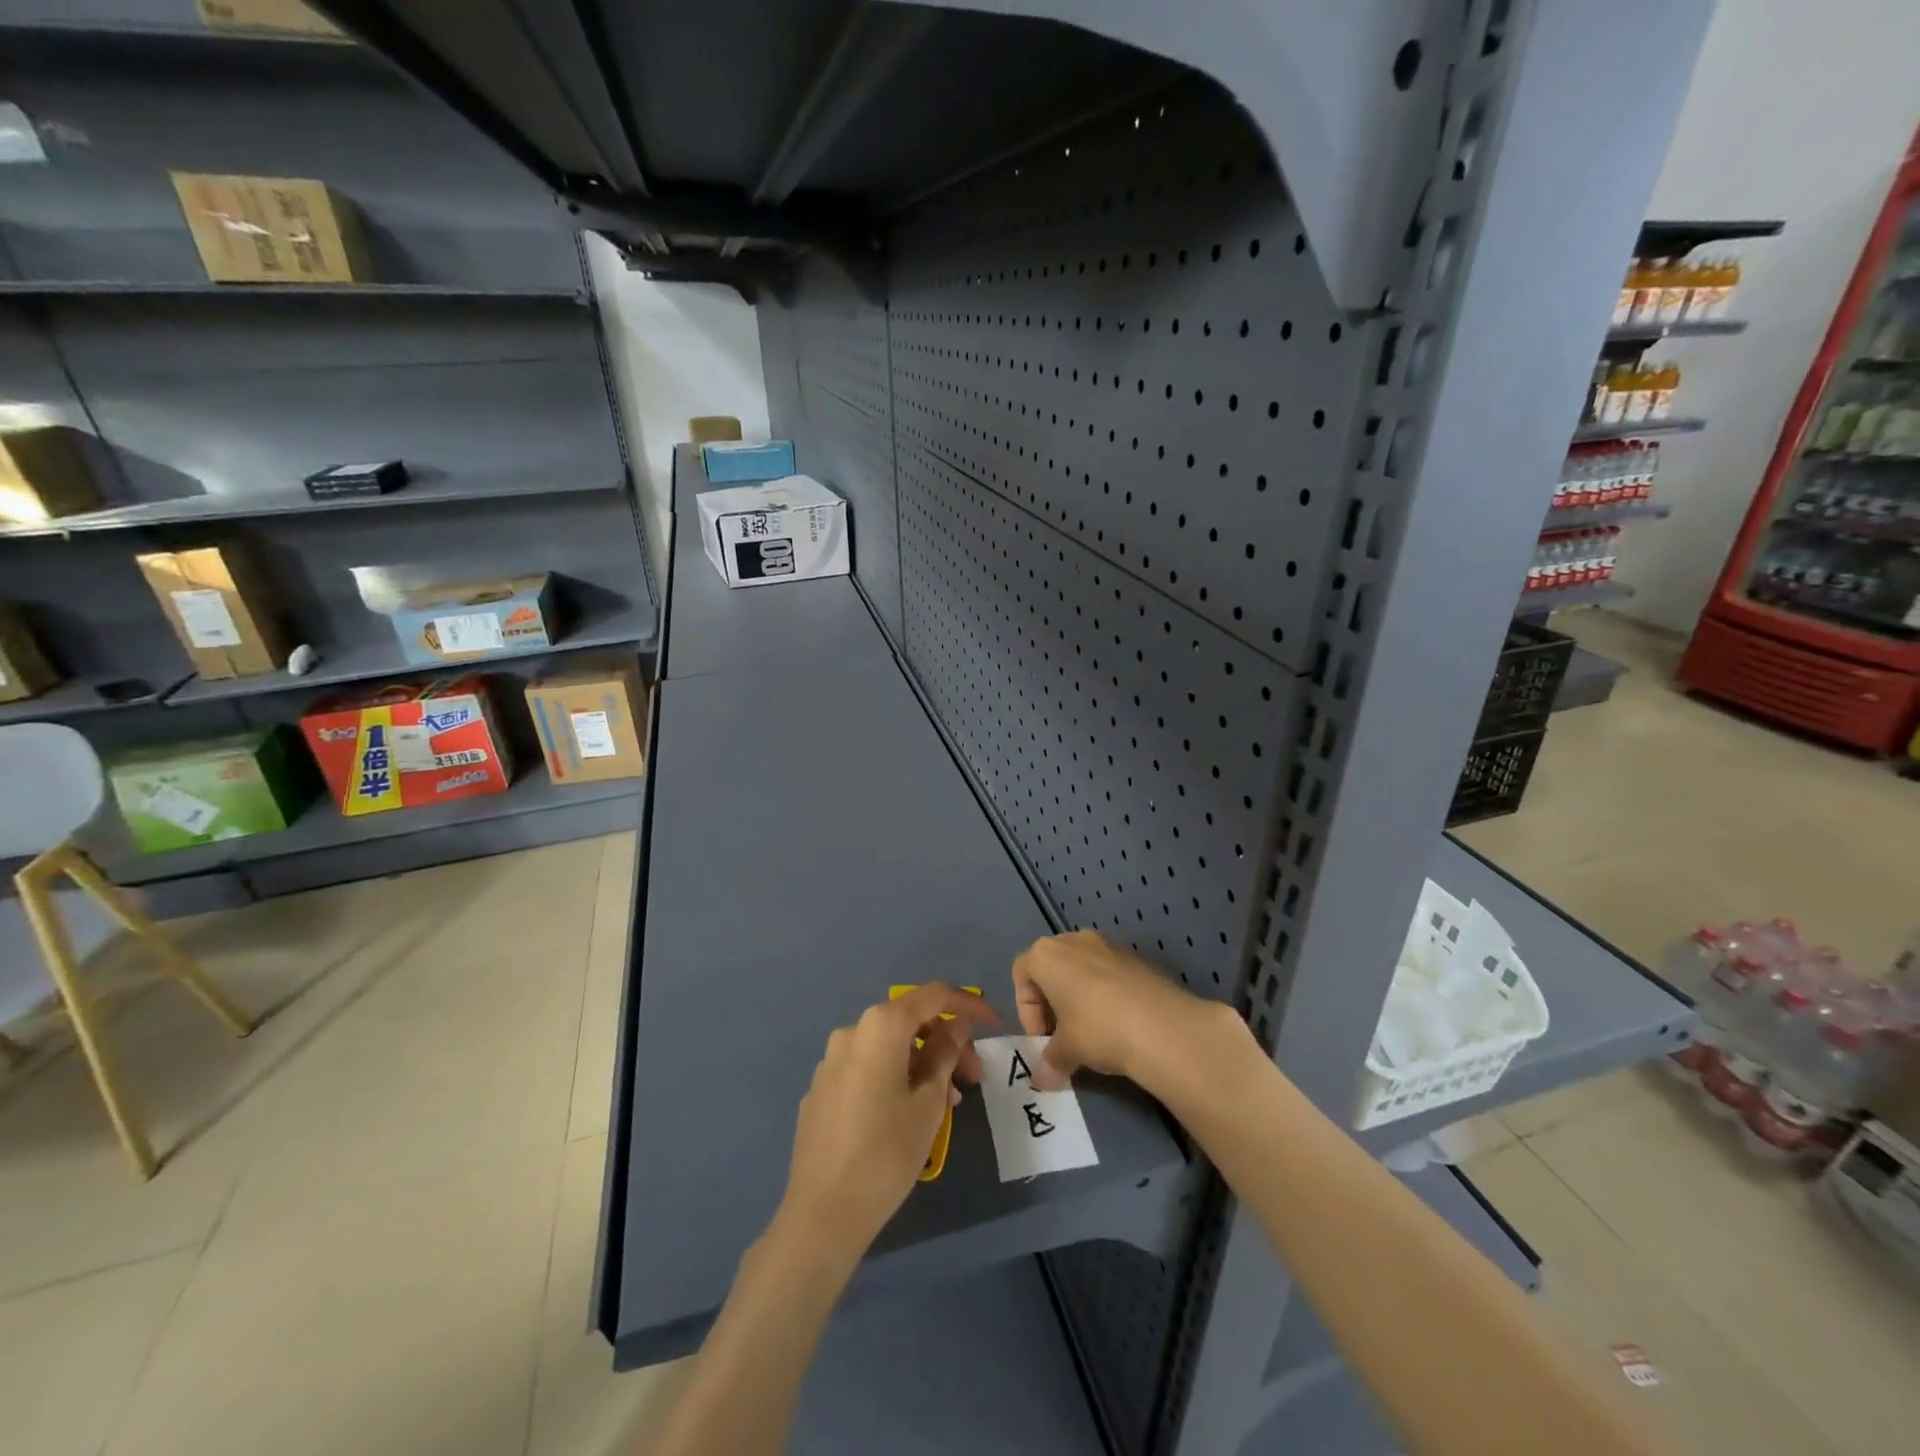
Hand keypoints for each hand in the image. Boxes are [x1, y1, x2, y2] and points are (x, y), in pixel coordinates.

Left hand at [776, 983, 998, 1260]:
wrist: (822, 1215)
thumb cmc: (886, 1153)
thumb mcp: (929, 1102)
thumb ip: (946, 1053)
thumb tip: (956, 1025)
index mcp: (880, 1026)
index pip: (933, 995)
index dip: (968, 1004)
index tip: (994, 1023)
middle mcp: (851, 1031)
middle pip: (909, 1020)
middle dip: (945, 1041)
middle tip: (972, 1078)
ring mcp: (831, 1061)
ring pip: (888, 1046)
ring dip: (921, 1062)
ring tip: (944, 1102)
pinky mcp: (821, 1089)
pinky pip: (866, 1067)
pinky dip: (893, 1075)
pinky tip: (906, 1113)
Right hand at [1012, 929, 1245, 1092]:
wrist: (1162, 1026)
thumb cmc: (1097, 1028)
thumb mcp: (1066, 1051)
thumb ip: (1048, 1062)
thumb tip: (1041, 1080)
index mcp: (1046, 954)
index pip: (1021, 974)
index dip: (1026, 1009)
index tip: (1042, 1039)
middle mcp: (1073, 940)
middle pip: (1051, 968)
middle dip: (1052, 1002)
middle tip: (1062, 1037)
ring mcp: (1107, 945)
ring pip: (1081, 969)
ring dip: (1079, 998)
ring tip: (1090, 1033)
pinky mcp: (1135, 957)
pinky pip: (1108, 973)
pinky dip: (1105, 995)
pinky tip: (1117, 1025)